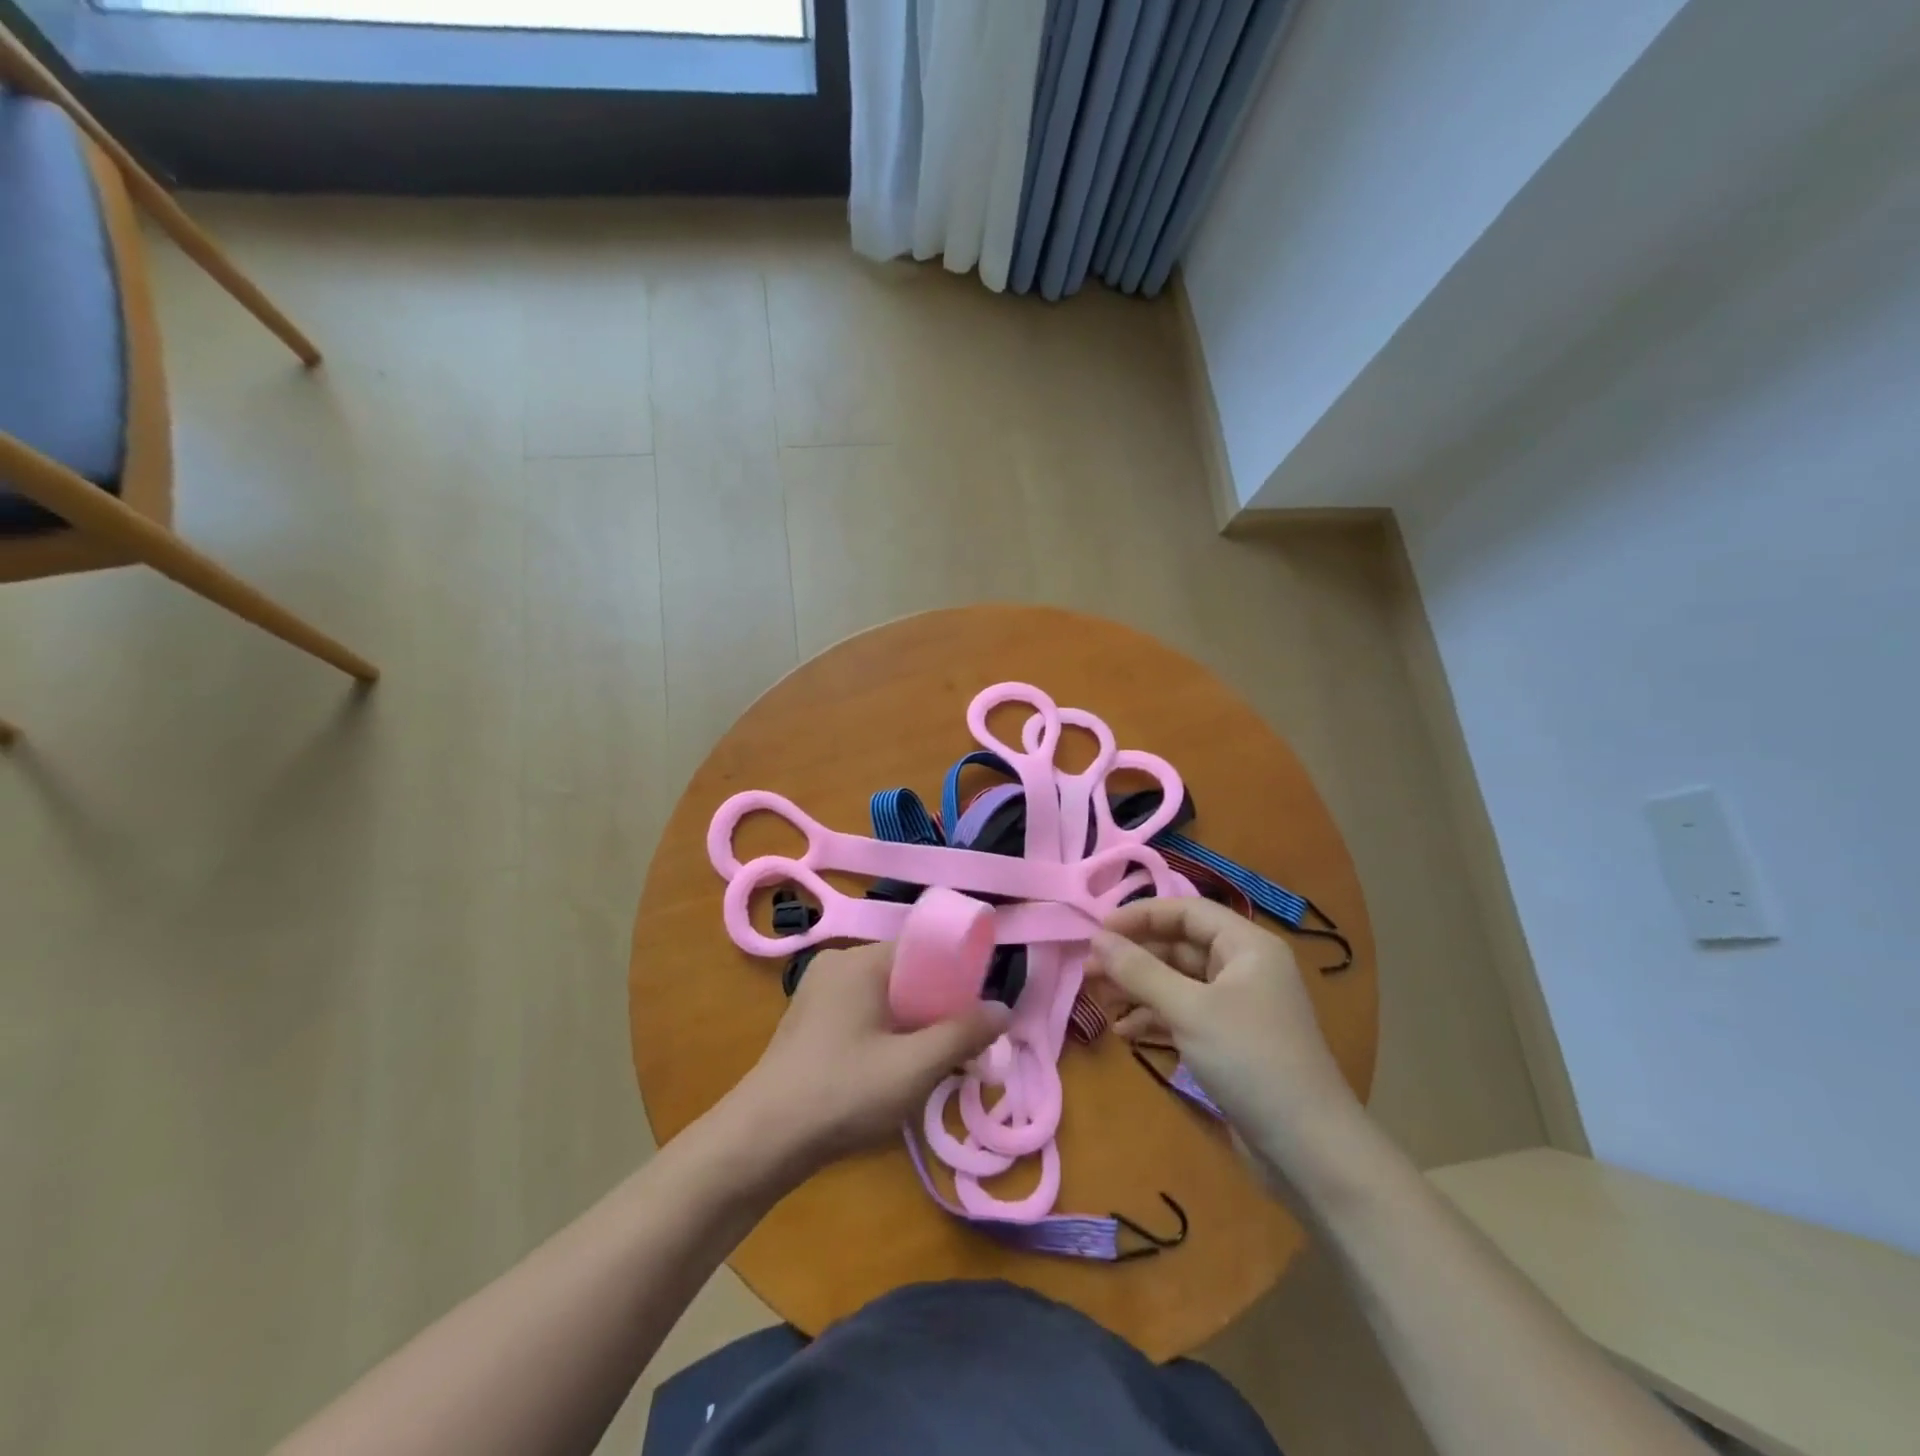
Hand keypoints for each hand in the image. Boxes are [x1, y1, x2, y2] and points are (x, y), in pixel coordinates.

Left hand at [732, 943, 1007, 1175]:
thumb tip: (1003, 1009)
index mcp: (859, 961)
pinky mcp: (810, 1021)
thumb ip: (962, 1035)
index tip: (979, 1010)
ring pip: (885, 997)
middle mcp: (837, 965)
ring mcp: (819, 993)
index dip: (957, 974)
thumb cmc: (842, 1093)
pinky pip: (863, 1014)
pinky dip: (887, 1034)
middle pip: (905, 973)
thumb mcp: (913, 1068)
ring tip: (933, 1064)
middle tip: (961, 1047)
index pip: (922, 948)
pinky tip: (896, 1071)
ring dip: (914, 1025)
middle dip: (937, 1007)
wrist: (760, 1142)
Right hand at [1088, 899, 1361, 1166]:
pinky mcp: (1229, 1041)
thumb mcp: (1189, 1010)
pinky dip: (1154, 1018)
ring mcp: (1237, 1007)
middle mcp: (1243, 968)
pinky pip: (1183, 1014)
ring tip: (1098, 1000)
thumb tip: (1097, 938)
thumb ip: (1139, 971)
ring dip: (1138, 988)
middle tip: (1089, 970)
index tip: (1097, 931)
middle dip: (1134, 956)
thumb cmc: (1251, 1061)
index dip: (1140, 916)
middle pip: (1179, 946)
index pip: (1186, 911)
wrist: (1309, 1150)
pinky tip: (1124, 1031)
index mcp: (1247, 946)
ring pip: (1177, 982)